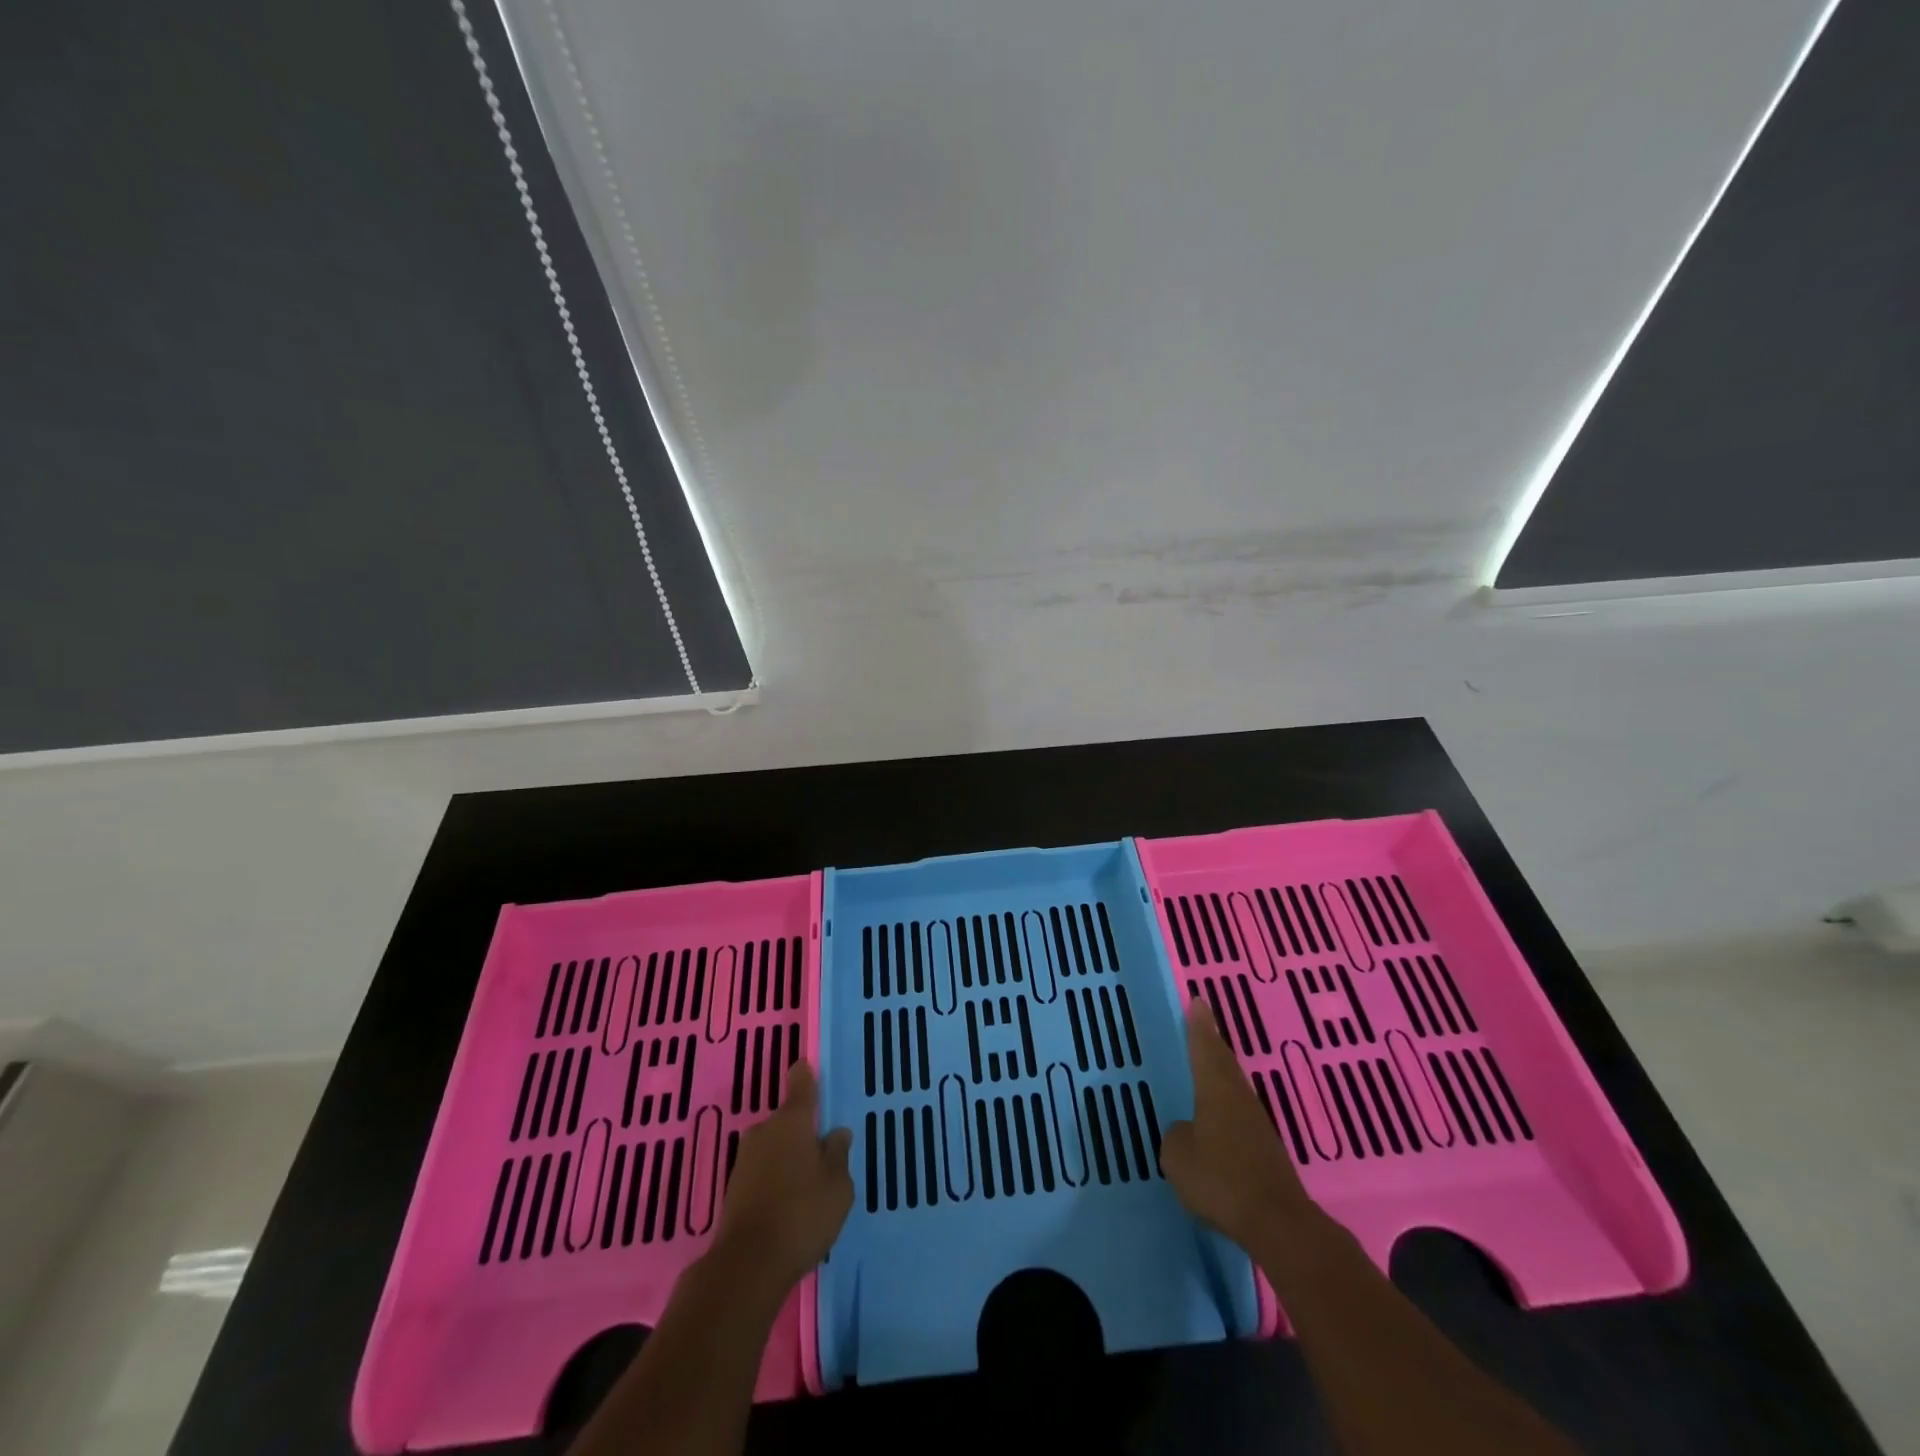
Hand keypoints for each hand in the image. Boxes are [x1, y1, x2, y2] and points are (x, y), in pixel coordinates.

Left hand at [710, 1061, 852, 1294]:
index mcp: (793, 1120)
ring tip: (807, 1186)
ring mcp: (745, 1159)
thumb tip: (837, 1133)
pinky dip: (774, 1180)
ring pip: (773, 1147)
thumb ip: (838, 1154)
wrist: (747, 1266)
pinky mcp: (733, 1188)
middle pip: (787, 1120)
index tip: (811, 1071)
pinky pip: (762, 1172)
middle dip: (802, 1132)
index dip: (807, 1076)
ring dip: (787, 1158)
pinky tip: (787, 1205)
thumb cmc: (802, 1214)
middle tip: (822, 1155)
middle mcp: (765, 1130)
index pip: (801, 1083)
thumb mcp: (838, 1185)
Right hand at [1162, 1000, 1314, 1253]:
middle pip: (1223, 1062)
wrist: (1277, 1222)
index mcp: (1216, 1089)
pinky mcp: (1266, 1150)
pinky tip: (1219, 1115)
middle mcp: (1239, 1098)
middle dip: (1211, 1042)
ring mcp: (1256, 1124)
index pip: (1205, 1047)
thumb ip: (1177, 1136)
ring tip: (1207, 1064)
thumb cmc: (1221, 1179)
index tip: (1198, 1000)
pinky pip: (1239, 1113)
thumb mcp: (1178, 1155)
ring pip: (1234, 1086)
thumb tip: (1187, 1132)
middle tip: (1201, 1022)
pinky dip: (1227, 1104)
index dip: (1199, 1025)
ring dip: (1221, 1072)